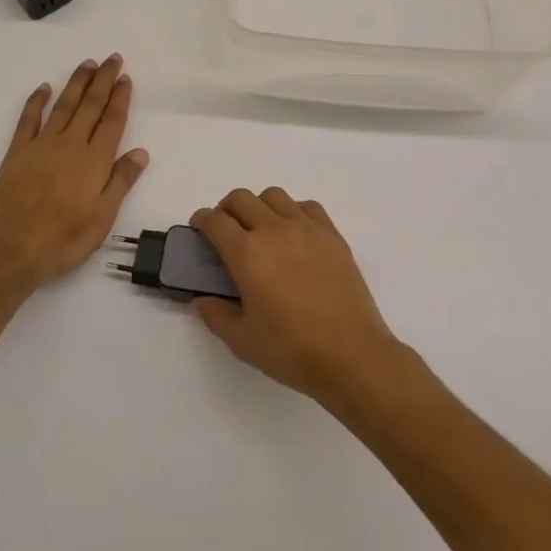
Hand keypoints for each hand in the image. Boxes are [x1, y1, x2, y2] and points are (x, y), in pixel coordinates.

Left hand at [0, 56, 148, 289]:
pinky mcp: (17, 152)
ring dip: (77, 83)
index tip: (126, 77)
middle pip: (91, 105)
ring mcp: (42, 145)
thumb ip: (121, 181)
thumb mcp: (103, 217)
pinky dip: (37, 101)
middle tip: (112, 58)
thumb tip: (140, 152)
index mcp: (95, 160)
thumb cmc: (64, 238)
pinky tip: (45, 87)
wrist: (13, 249)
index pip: (112, 121)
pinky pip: (29, 119)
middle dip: (103, 80)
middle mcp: (71, 144)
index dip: (120, 97)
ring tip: (88, 64)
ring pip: (64, 105)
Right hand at [191, 189, 403, 409]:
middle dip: (226, 209)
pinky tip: (293, 234)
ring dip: (259, 206)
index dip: (202, 220)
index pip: (215, 221)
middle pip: (241, 198)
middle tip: (225, 230)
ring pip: (274, 196)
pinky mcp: (332, 235)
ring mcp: (306, 228)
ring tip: (260, 230)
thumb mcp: (242, 341)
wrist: (351, 354)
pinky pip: (306, 206)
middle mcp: (274, 230)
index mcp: (247, 254)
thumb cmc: (292, 350)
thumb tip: (201, 299)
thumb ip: (215, 315)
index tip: (199, 229)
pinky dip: (292, 211)